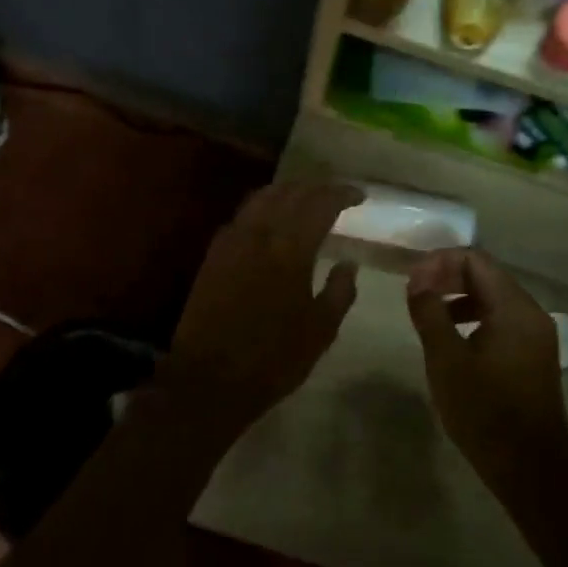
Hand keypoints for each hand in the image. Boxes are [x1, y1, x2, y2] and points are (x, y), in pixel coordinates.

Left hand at [154, 182, 363, 431]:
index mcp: (290, 248)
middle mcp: (259, 233)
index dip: (342, 194)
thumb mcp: (320, 331)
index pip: (320, 204)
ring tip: (305, 198)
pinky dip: (262, 208)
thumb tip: (348, 263)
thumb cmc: (272, 359)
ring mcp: (231, 241)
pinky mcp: (213, 255)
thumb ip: (340, 291)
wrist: (208, 379)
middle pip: (289, 192)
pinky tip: (270, 221)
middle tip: (335, 193)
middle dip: (316, 187)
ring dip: (287, 191)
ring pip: (261, 198)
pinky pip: (242, 216)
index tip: (359, 195)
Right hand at [405, 248, 567, 476]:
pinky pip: (501, 320)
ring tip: (428, 314)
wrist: (530, 468)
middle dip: (448, 276)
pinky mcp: (533, 355)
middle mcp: (531, 313)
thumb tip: (417, 281)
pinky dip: (474, 317)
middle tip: (414, 293)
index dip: (439, 262)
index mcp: (514, 308)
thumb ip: (429, 313)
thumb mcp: (446, 360)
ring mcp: (536, 335)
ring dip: (459, 297)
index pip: (476, 260)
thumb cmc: (484, 411)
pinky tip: (452, 338)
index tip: (411, 281)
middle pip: (487, 275)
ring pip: (494, 298)